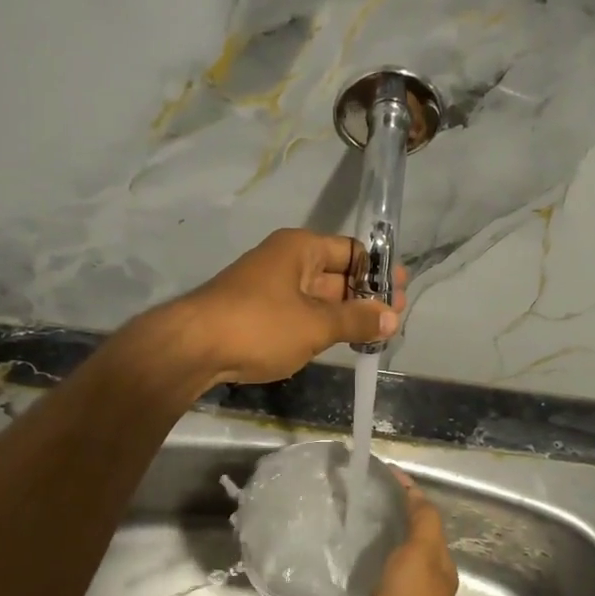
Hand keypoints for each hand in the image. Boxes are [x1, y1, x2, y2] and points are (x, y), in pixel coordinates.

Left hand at [161, 229, 406, 387]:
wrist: (192, 347)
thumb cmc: (259, 325)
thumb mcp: (316, 324)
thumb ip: (356, 319)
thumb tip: (391, 316)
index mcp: (300, 248)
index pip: (353, 251)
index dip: (380, 271)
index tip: (402, 293)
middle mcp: (285, 260)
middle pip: (336, 273)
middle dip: (365, 296)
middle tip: (394, 319)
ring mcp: (269, 287)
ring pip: (318, 297)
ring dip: (344, 314)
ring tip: (374, 334)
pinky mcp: (257, 313)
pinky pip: (299, 313)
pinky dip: (321, 325)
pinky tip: (338, 343)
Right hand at [340, 467, 457, 595]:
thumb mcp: (422, 551)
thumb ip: (422, 520)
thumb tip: (412, 489)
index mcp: (435, 566)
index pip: (421, 520)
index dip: (404, 495)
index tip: (378, 476)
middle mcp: (415, 583)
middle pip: (395, 542)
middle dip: (375, 522)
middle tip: (346, 500)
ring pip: (371, 565)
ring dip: (355, 550)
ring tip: (329, 526)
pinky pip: (351, 590)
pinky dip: (340, 577)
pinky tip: (321, 560)